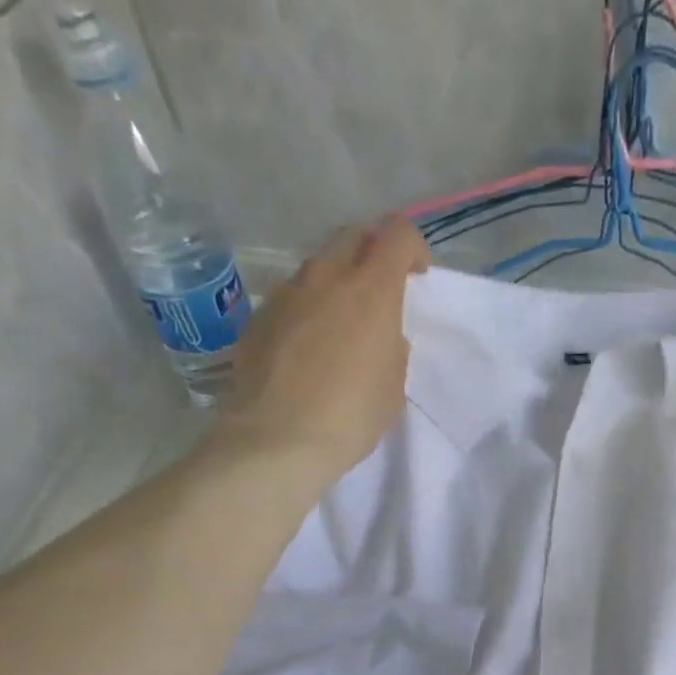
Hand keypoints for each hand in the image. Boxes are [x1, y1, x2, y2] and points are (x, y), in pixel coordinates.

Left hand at [219, 217, 430, 477]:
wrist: (277, 439)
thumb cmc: (350, 416)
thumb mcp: (392, 387)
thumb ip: (393, 349)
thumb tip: (383, 336)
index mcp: (371, 290)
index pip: (397, 235)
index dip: (412, 248)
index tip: (416, 277)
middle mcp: (326, 277)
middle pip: (354, 237)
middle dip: (372, 253)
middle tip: (380, 291)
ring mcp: (287, 293)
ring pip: (318, 267)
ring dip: (335, 282)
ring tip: (340, 325)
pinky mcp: (259, 316)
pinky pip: (290, 299)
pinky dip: (306, 311)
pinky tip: (305, 351)